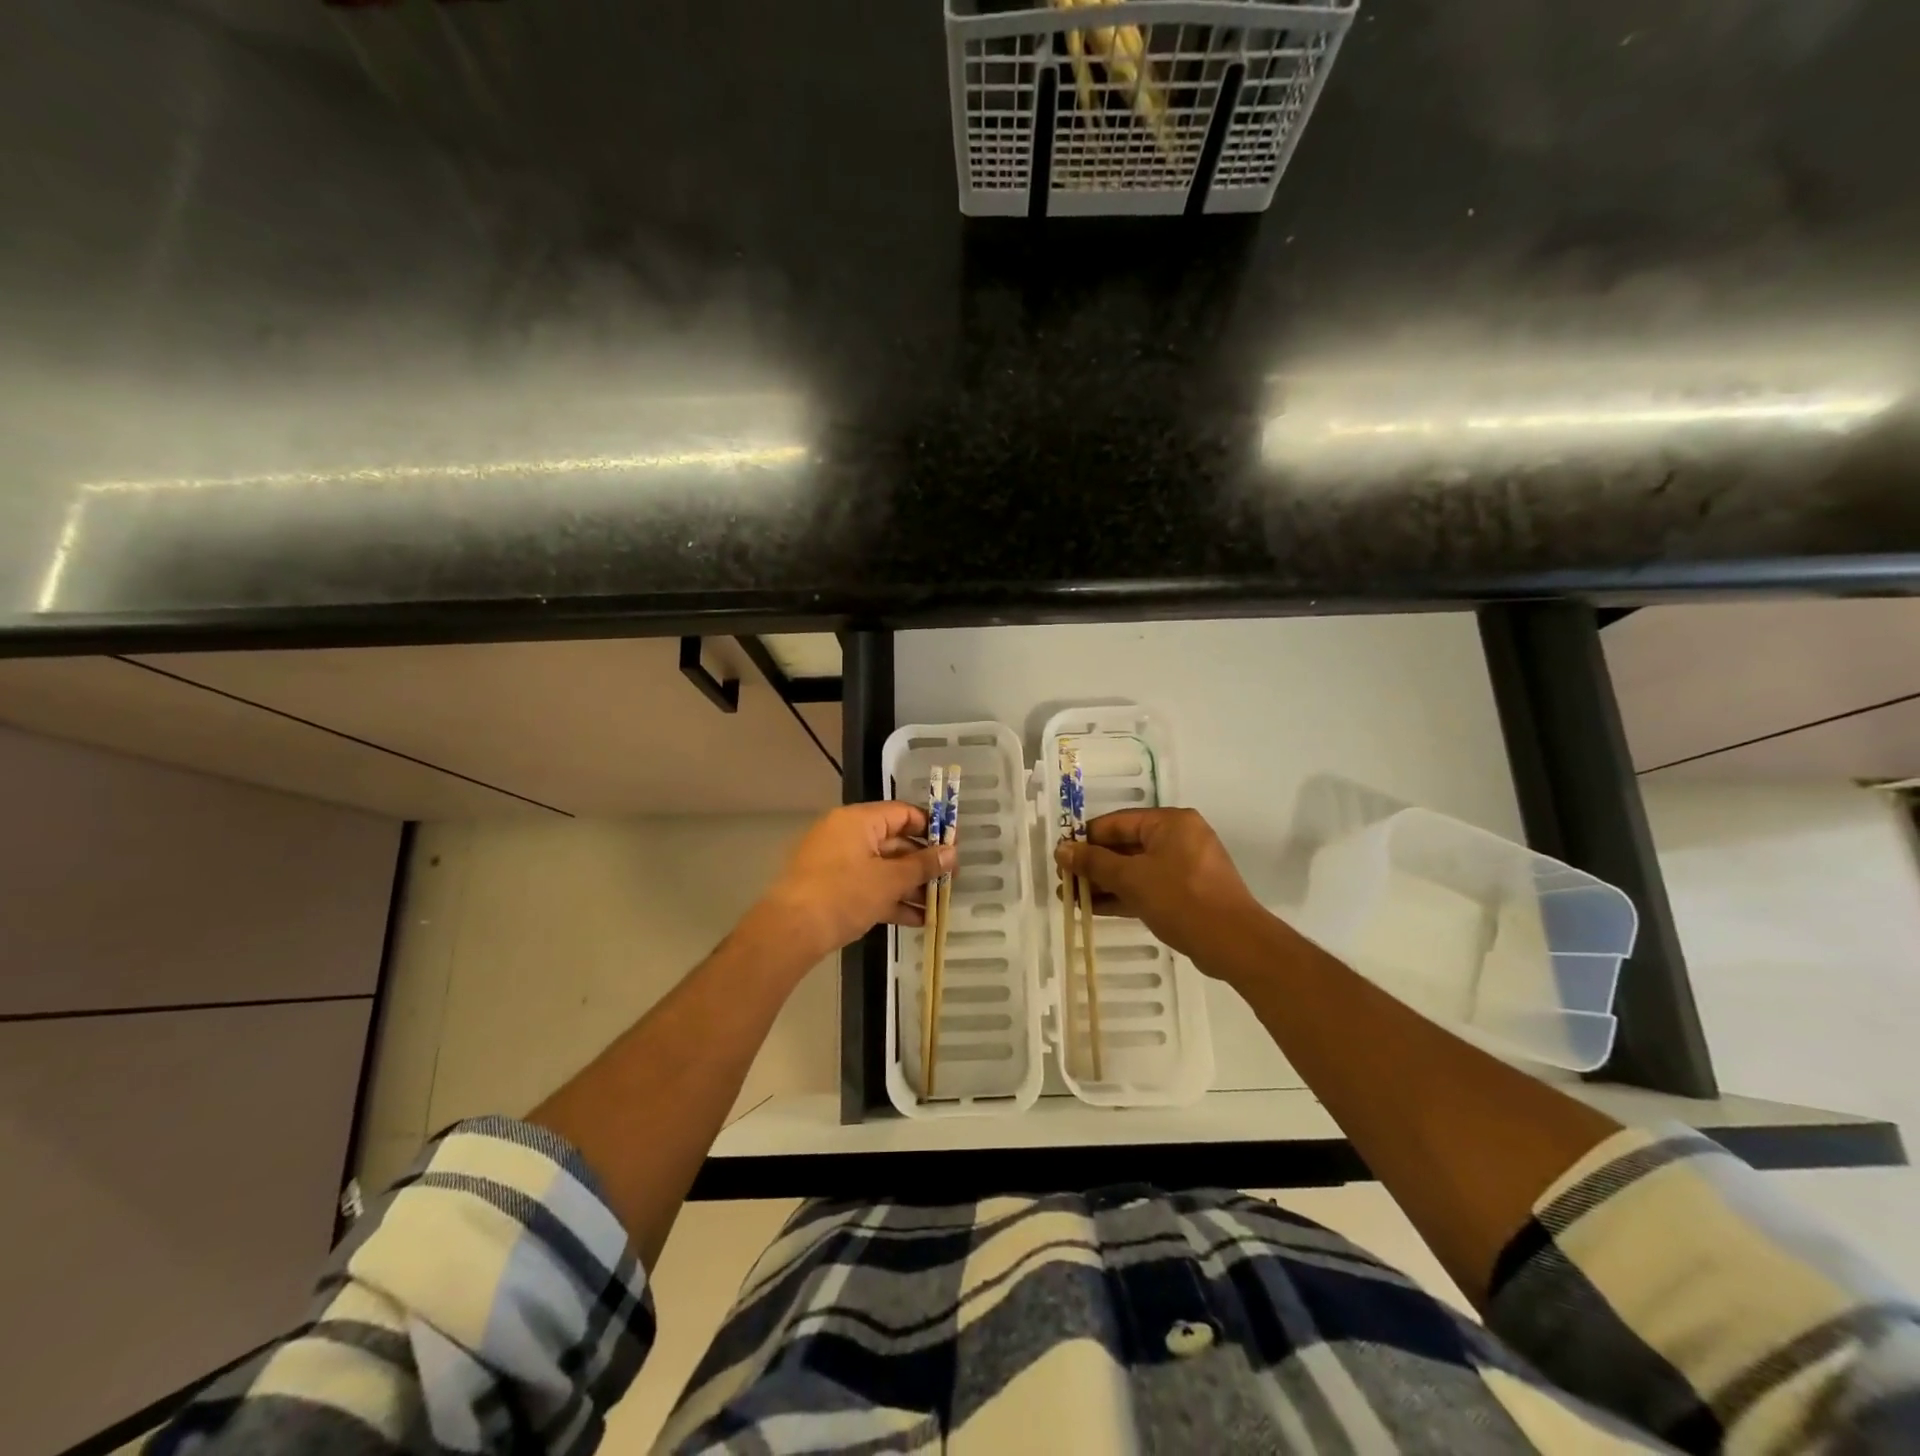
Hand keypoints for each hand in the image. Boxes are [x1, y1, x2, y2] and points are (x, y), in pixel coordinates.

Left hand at [754, 802, 954, 964]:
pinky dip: (889, 898)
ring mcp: (837, 862)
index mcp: (858, 820)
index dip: (931, 828)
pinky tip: (916, 920)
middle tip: (950, 881)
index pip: (903, 814)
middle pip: (894, 842)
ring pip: (882, 868)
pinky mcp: (831, 888)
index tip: (955, 847)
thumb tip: (951, 852)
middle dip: (923, 864)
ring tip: (937, 905)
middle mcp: (846, 834)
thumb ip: (923, 865)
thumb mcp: (889, 880)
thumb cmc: (843, 895)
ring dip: (910, 886)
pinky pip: (868, 885)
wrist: (790, 932)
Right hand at [1054, 807, 1258, 963]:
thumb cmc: (1181, 899)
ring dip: (1104, 883)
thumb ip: (1094, 862)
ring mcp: (1185, 867)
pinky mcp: (1187, 893)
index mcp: (1170, 822)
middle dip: (1093, 865)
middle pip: (1125, 846)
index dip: (1085, 839)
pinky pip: (1148, 887)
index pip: (1117, 822)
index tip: (1060, 856)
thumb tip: (1062, 850)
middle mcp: (1179, 838)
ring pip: (1135, 869)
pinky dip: (1124, 895)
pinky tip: (1095, 909)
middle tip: (1064, 881)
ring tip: (1072, 899)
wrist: (1234, 944)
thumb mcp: (1132, 878)